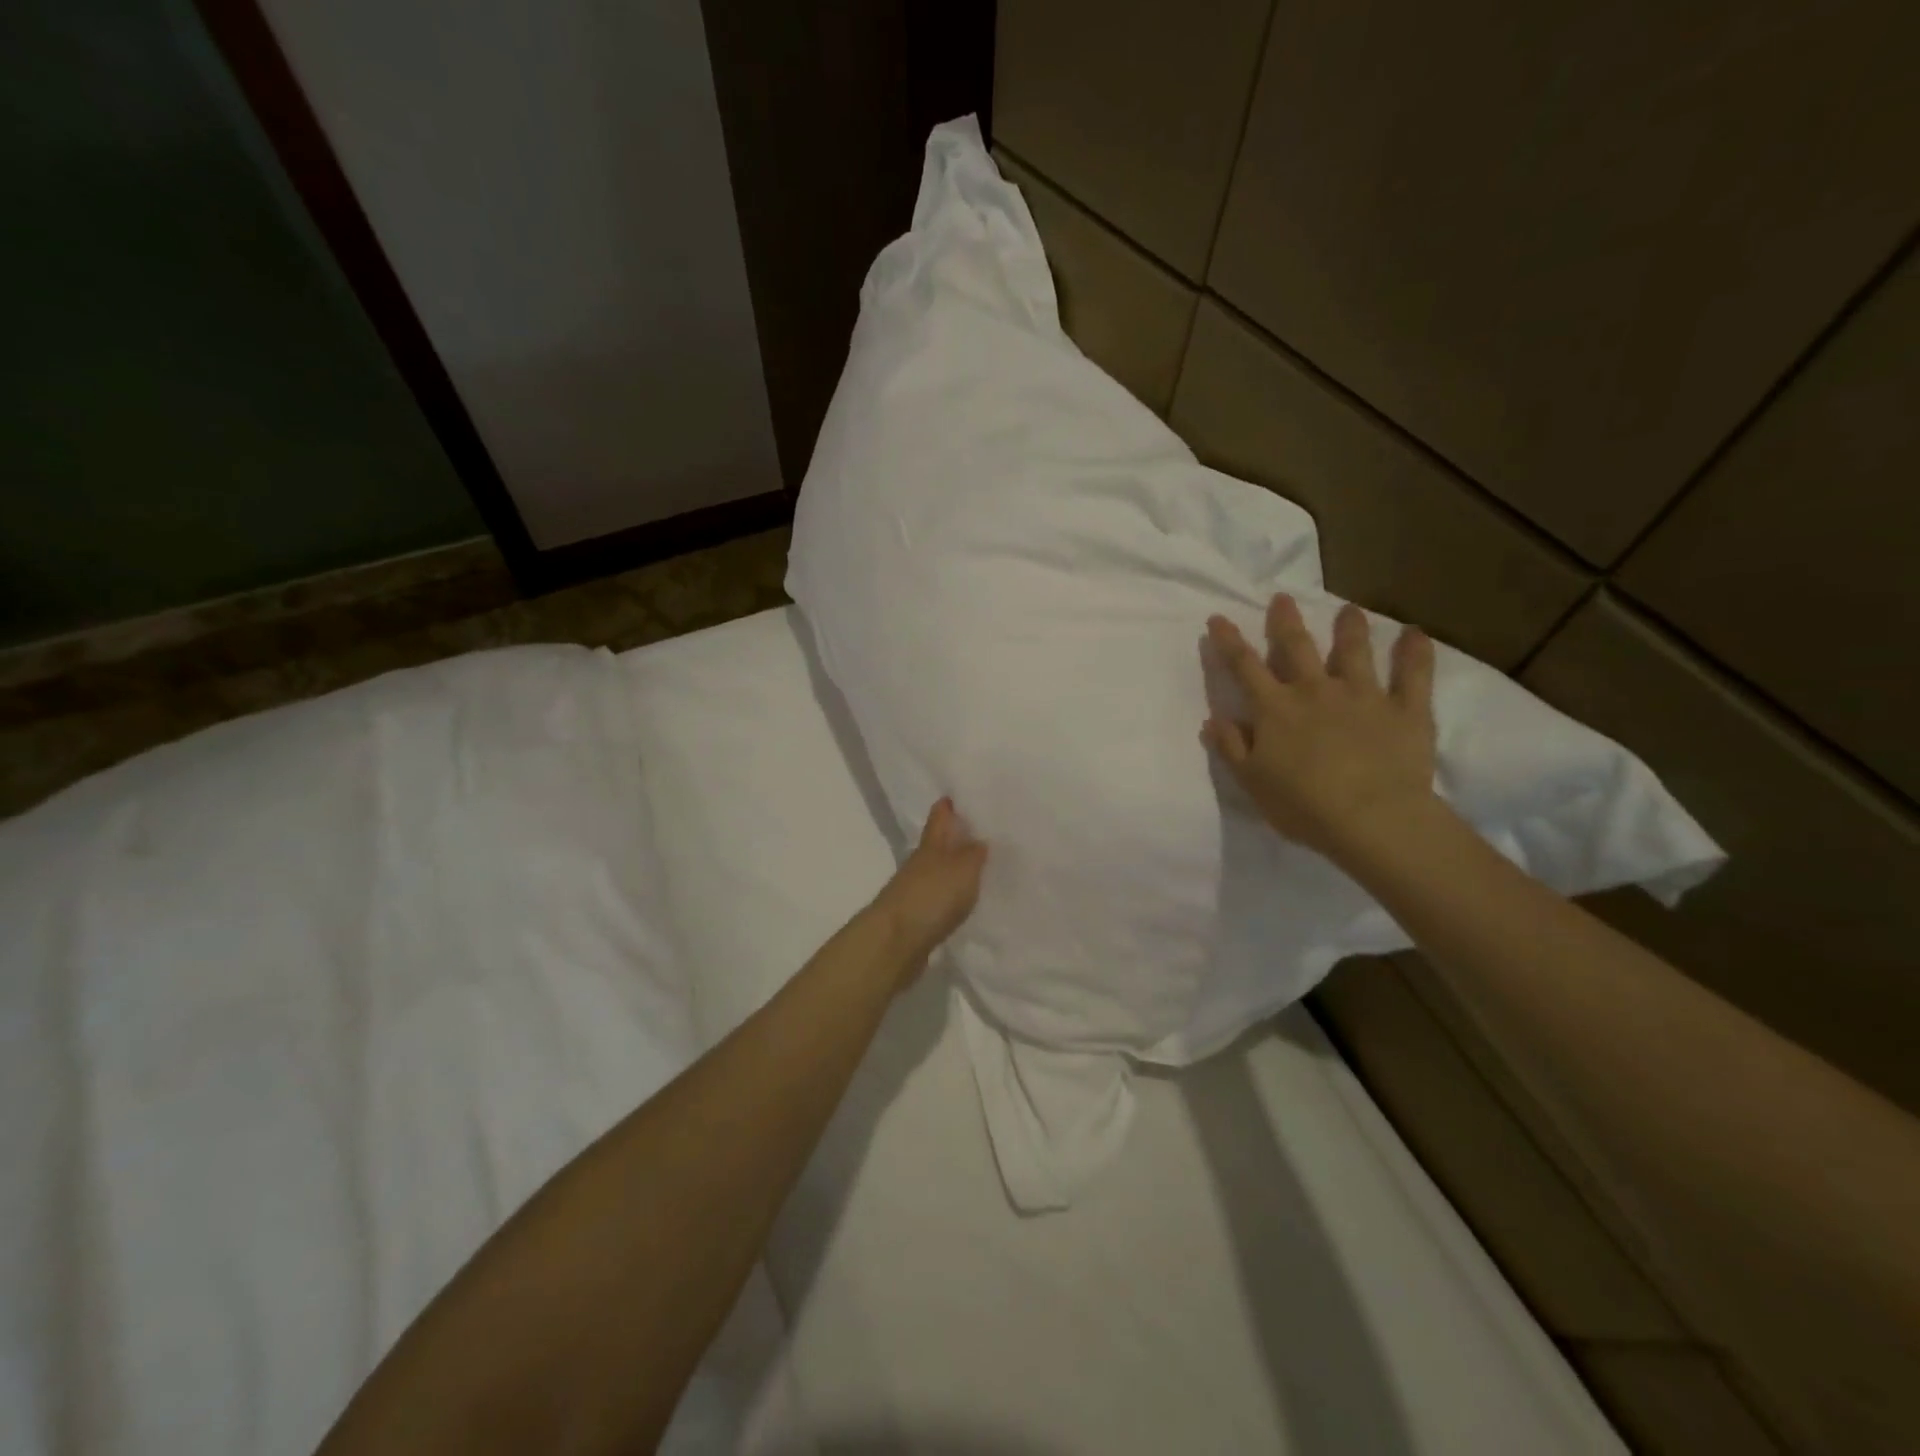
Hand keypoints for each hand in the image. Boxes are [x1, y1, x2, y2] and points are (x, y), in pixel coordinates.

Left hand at [867, 798, 988, 975]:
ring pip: (939, 871)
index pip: (940, 816)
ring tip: (983, 866)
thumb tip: (981, 838)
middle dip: (958, 836)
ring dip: (957, 867)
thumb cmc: (931, 897)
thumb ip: (975, 853)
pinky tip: (967, 900)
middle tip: (985, 830)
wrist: (894, 943)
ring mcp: (916, 890)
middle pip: (939, 843)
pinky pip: (940, 898)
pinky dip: (953, 895)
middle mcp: (921, 863)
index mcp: (931, 845)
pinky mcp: (918, 917)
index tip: (963, 792)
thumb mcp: (963, 868)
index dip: (949, 803)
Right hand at [1202, 594, 1437, 863]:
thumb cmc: (1303, 805)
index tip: (1218, 618)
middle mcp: (1316, 691)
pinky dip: (1415, 653)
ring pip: (1354, 652)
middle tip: (1282, 598)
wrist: (1372, 819)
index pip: (1244, 667)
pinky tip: (1415, 634)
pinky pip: (1413, 675)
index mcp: (1275, 709)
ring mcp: (1363, 696)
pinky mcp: (1405, 709)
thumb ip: (1232, 747)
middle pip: (1297, 647)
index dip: (1229, 642)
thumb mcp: (1252, 781)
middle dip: (1286, 621)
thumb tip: (1212, 719)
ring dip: (1349, 628)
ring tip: (1349, 610)